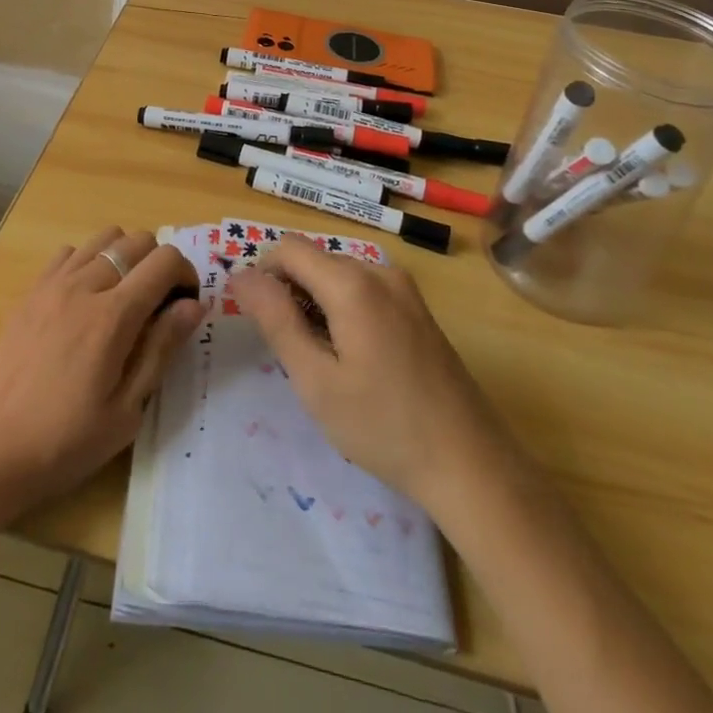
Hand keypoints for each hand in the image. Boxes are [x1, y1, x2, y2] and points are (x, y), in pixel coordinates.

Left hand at [0, 228, 200, 521]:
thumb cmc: (62, 443)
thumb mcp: (125, 412)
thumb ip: (161, 349)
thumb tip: (193, 304)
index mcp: (113, 316)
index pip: (165, 261)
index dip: (186, 275)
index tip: (185, 306)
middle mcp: (84, 285)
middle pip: (137, 240)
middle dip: (159, 264)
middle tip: (158, 306)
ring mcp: (53, 284)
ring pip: (104, 237)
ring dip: (125, 257)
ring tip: (124, 299)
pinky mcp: (30, 292)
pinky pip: (70, 252)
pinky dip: (89, 262)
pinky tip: (85, 300)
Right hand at [232, 239, 507, 514]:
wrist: (470, 464)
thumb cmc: (384, 426)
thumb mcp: (316, 380)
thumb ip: (276, 320)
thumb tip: (241, 275)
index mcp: (352, 283)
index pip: (288, 248)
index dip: (264, 275)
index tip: (260, 322)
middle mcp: (379, 271)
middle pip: (315, 260)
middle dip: (291, 292)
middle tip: (293, 352)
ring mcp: (404, 288)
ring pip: (339, 275)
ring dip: (317, 303)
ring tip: (323, 361)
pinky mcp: (418, 308)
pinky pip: (365, 289)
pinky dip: (344, 309)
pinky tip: (354, 359)